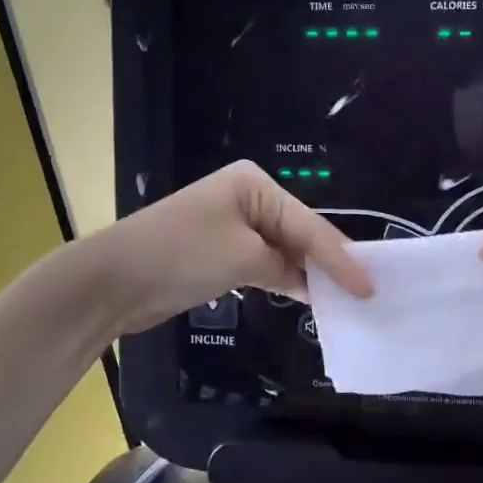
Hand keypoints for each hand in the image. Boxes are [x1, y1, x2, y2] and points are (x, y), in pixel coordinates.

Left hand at [101, 161, 371, 335]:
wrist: (113, 280)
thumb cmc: (182, 255)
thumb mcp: (243, 258)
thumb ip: (286, 268)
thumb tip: (309, 284)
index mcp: (254, 184)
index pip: (309, 224)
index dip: (341, 258)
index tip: (369, 286)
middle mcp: (247, 197)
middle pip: (300, 233)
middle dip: (329, 263)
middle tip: (366, 291)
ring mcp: (233, 224)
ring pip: (284, 250)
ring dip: (308, 274)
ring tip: (346, 298)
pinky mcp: (222, 251)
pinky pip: (265, 263)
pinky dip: (285, 280)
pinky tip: (308, 297)